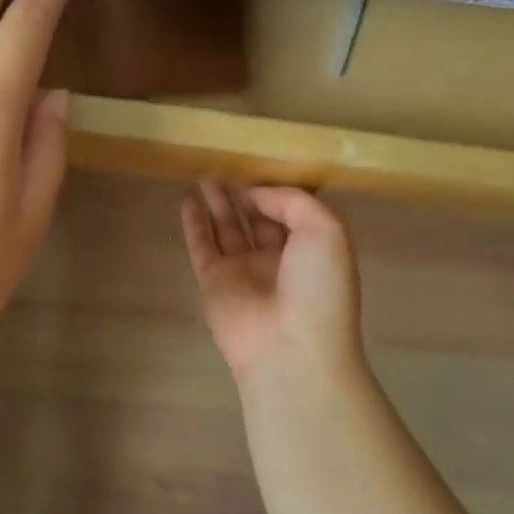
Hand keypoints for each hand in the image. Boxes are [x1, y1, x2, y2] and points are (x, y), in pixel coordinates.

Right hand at [181, 181, 363, 386]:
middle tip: (227, 165)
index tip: (261, 164)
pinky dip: (194, 224)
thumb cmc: (318, 288)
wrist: (291, 349)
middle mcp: (278, 260)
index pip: (293, 212)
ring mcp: (244, 272)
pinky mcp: (214, 282)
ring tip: (205, 174)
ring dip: (218, 203)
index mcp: (312, 250)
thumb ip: (292, 201)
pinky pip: (202, 246)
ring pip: (228, 229)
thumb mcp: (325, 230)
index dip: (278, 190)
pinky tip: (187, 200)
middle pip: (258, 219)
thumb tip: (256, 194)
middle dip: (245, 194)